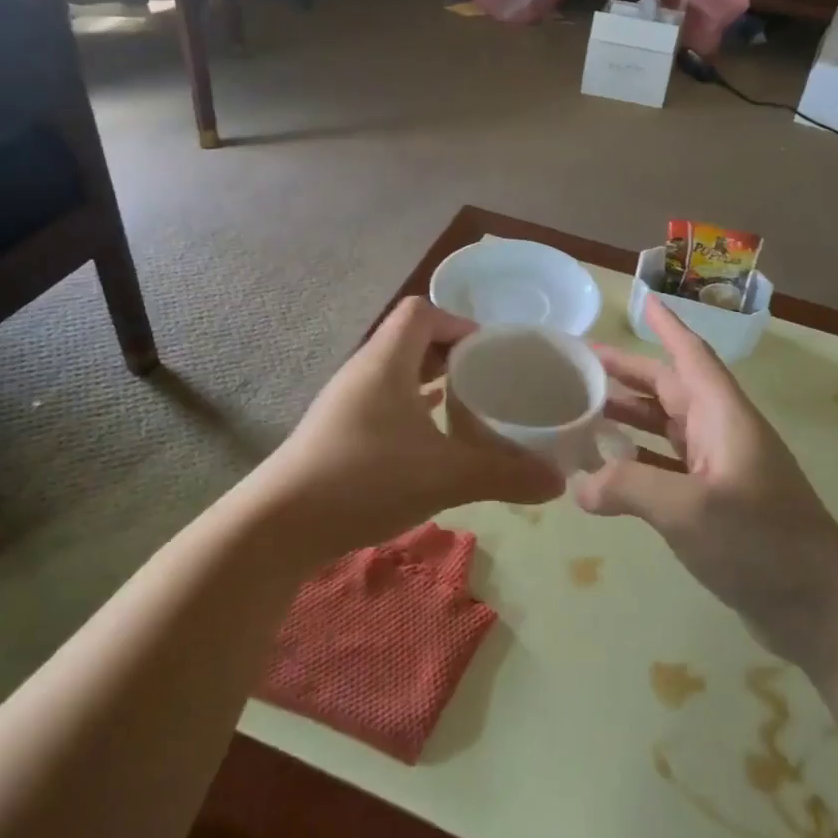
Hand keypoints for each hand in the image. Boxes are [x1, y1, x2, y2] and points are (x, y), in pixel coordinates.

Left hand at [262, 297, 565, 553]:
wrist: (280, 525)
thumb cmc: (364, 479)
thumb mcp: (446, 476)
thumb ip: (505, 474)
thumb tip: (557, 482)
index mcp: (385, 362)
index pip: (421, 312)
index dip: (459, 322)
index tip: (493, 352)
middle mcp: (363, 373)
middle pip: (411, 342)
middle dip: (453, 357)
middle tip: (491, 382)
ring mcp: (346, 405)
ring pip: (396, 378)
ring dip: (432, 387)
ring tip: (469, 410)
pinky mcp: (339, 435)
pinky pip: (384, 407)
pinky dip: (413, 415)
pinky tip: (433, 444)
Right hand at [576, 299, 837, 638]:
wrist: (821, 608)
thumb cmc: (762, 543)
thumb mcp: (689, 510)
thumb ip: (627, 488)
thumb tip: (578, 486)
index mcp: (724, 418)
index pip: (691, 357)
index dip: (667, 327)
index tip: (640, 300)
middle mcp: (723, 435)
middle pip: (671, 390)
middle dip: (627, 375)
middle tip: (578, 367)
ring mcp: (721, 471)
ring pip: (667, 429)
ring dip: (628, 418)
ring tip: (582, 412)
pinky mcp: (716, 505)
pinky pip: (667, 468)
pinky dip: (637, 462)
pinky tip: (607, 472)